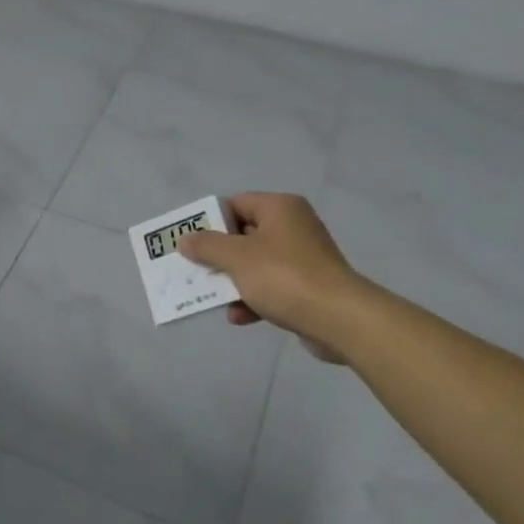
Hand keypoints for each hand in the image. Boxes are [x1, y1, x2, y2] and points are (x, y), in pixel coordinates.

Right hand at [175, 193, 364, 361]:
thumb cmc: (284, 277)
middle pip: (244, 235)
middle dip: (218, 256)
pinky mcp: (308, 286)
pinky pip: (272, 286)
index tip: (190, 241)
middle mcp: (293, 227)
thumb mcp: (237, 258)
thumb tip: (185, 239)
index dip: (210, 221)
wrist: (338, 319)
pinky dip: (253, 299)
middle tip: (195, 269)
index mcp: (280, 208)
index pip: (236, 203)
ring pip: (255, 264)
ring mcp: (303, 258)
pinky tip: (239, 317)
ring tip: (213, 298)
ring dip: (233, 281)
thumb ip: (207, 246)